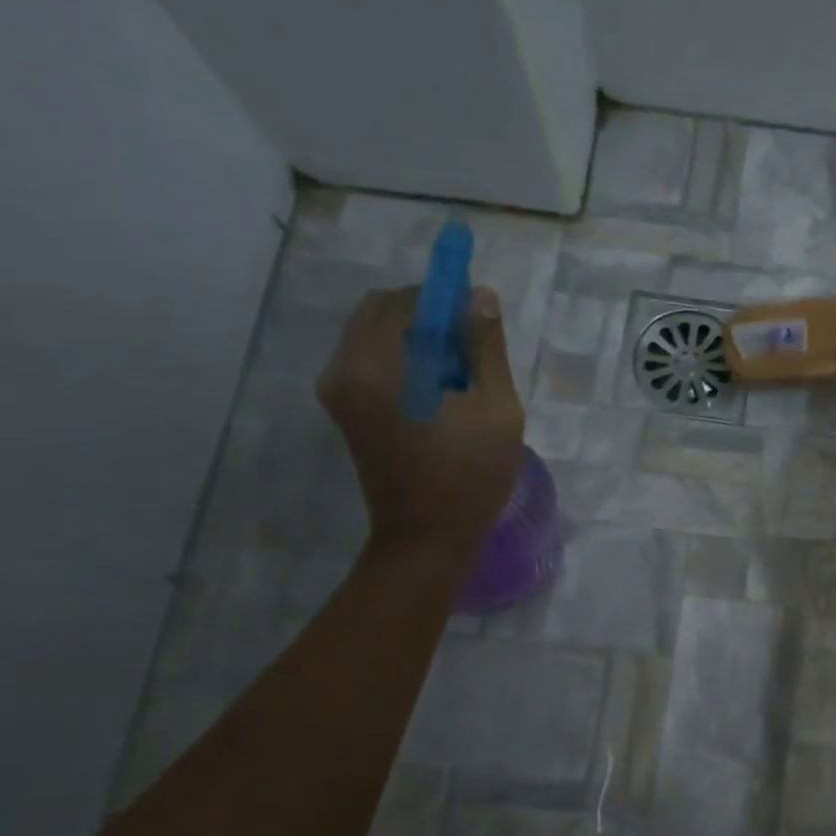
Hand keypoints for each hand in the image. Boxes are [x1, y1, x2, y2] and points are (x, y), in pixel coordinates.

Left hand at [317, 284, 524, 559]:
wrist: (427, 539)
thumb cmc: (470, 475)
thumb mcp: (497, 409)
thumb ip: (486, 348)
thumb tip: (480, 296)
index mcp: (377, 365)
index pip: (405, 300)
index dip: (444, 297)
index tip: (477, 316)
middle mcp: (344, 369)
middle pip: (383, 312)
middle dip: (429, 317)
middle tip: (471, 348)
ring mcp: (338, 391)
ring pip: (377, 336)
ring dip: (418, 340)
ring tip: (459, 376)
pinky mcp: (344, 409)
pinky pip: (372, 361)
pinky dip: (405, 360)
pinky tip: (439, 392)